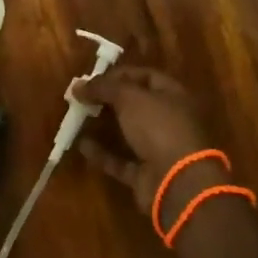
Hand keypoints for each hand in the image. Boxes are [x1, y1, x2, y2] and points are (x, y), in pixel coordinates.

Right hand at [74, 66, 220, 215]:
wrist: (179, 183)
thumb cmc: (159, 128)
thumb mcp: (129, 97)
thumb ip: (103, 87)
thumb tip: (78, 85)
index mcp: (174, 96)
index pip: (146, 76)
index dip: (120, 74)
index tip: (94, 77)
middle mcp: (169, 121)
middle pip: (137, 105)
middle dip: (110, 99)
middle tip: (83, 96)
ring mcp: (159, 150)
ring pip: (129, 133)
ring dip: (105, 126)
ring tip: (79, 117)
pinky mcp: (147, 175)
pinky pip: (121, 161)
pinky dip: (103, 154)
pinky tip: (82, 145)